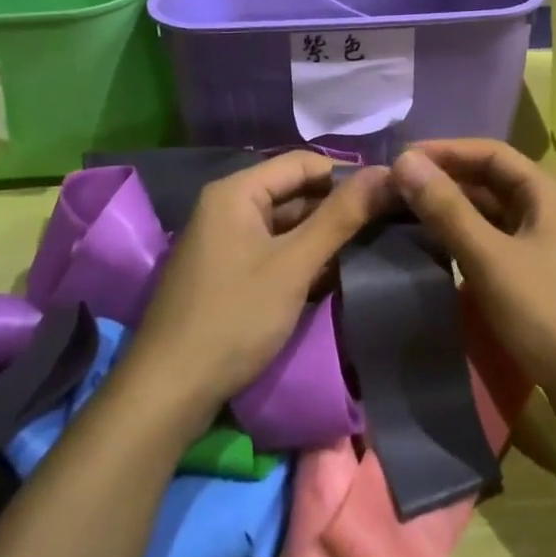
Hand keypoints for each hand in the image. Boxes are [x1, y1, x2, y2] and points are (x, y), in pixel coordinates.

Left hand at [129, 152, 389, 418]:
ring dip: (322, 236)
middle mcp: (227, 207)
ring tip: (370, 246)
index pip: (303, 163)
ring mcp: (225, 242)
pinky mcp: (227, 273)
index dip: (346, 174)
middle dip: (337, 208)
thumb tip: (386, 172)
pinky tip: (335, 274)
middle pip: (293, 193)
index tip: (388, 193)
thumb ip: (340, 217)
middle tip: (386, 222)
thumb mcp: (294, 265)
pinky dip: (302, 259)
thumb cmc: (234, 317)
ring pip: (285, 225)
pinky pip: (273, 251)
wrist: (167, 393)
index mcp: (237, 191)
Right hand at [391, 140, 555, 418]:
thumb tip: (404, 161)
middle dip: (446, 180)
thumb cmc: (549, 315)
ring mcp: (548, 243)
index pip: (490, 153)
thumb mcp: (490, 259)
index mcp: (547, 193)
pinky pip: (497, 241)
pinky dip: (467, 238)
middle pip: (491, 180)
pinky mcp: (542, 273)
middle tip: (397, 189)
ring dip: (454, 210)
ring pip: (493, 212)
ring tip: (408, 215)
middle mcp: (550, 209)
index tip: (401, 160)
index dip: (445, 151)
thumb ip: (447, 209)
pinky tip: (438, 250)